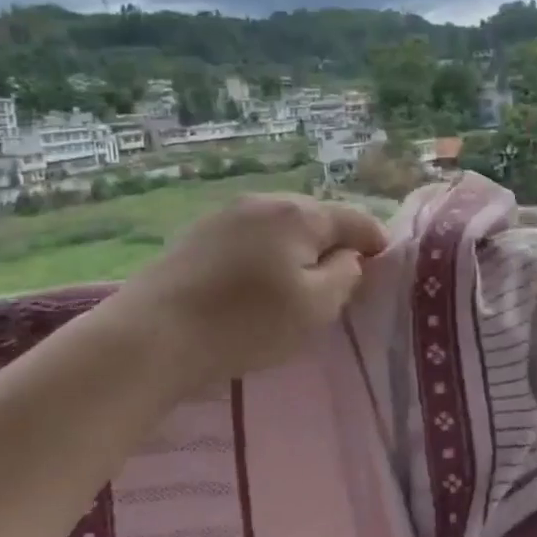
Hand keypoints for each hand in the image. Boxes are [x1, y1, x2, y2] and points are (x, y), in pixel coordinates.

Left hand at [114, 193, 387, 390]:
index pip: (355, 219)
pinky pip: (249, 238)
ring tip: (297, 285)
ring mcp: (226, 214)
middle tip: (340, 282)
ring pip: (280, 227)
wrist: (153, 335)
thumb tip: (348, 256)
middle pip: (315, 218)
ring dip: (296, 250)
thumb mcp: (316, 307)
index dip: (375, 242)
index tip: (382, 266)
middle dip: (333, 245)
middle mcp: (264, 201)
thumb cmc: (246, 323)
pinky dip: (264, 255)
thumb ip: (345, 275)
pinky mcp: (198, 234)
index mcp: (299, 214)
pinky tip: (255, 284)